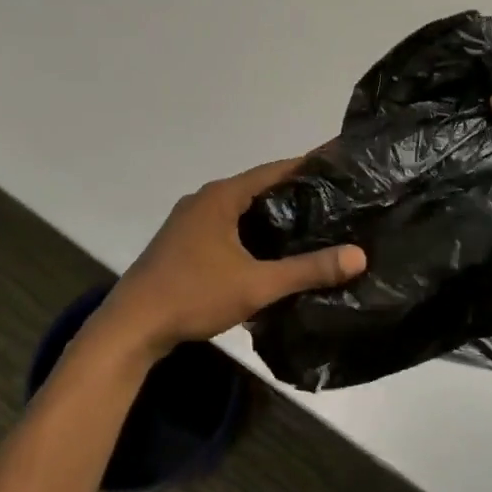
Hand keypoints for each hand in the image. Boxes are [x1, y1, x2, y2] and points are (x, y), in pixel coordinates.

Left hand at [95, 157, 366, 354]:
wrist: (132, 326)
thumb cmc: (193, 294)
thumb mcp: (256, 285)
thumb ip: (308, 270)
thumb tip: (359, 256)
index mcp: (221, 197)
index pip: (274, 170)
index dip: (307, 166)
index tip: (339, 166)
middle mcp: (204, 200)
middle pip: (257, 187)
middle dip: (293, 192)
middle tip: (334, 198)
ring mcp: (190, 221)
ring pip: (241, 209)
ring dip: (271, 214)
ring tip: (311, 222)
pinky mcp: (183, 243)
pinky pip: (227, 226)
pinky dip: (252, 231)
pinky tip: (271, 249)